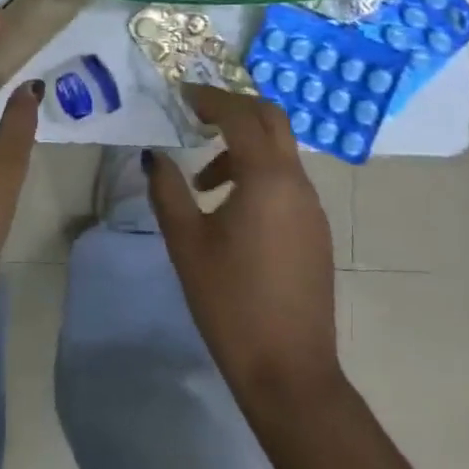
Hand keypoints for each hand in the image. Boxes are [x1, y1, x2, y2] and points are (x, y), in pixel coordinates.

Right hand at [145, 86, 341, 408]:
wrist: (289, 372)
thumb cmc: (231, 303)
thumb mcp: (187, 243)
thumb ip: (168, 191)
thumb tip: (154, 156)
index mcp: (267, 177)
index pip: (239, 115)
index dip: (209, 99)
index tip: (181, 95)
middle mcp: (296, 181)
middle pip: (270, 119)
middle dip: (234, 109)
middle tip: (198, 116)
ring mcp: (311, 206)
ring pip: (279, 151)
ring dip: (243, 146)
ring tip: (204, 182)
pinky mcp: (315, 230)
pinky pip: (286, 180)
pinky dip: (258, 173)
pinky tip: (232, 209)